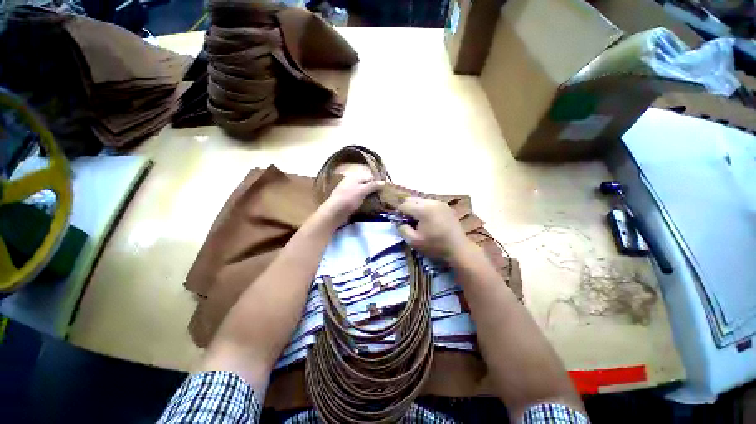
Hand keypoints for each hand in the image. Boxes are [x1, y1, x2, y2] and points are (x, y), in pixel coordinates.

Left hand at [320, 175, 383, 225]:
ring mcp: (348, 192)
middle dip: (373, 191)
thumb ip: (372, 186)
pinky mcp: (347, 201)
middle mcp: (351, 183)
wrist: (334, 213)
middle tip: (382, 198)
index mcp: (354, 177)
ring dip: (369, 197)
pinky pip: (358, 200)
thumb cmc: (348, 199)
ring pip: (362, 193)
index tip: (384, 191)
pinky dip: (363, 202)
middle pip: (366, 185)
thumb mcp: (362, 190)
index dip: (377, 183)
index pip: (369, 177)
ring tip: (377, 203)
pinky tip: (368, 207)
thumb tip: (383, 182)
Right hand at [397, 197, 471, 260]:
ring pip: (421, 200)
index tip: (400, 222)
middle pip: (412, 199)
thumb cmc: (435, 246)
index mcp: (423, 209)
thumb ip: (402, 229)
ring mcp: (440, 203)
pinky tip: (428, 219)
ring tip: (418, 220)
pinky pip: (430, 203)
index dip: (399, 213)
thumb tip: (398, 221)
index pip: (404, 205)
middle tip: (408, 221)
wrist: (459, 249)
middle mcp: (431, 202)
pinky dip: (425, 208)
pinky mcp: (446, 206)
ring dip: (416, 207)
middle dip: (407, 208)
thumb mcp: (414, 241)